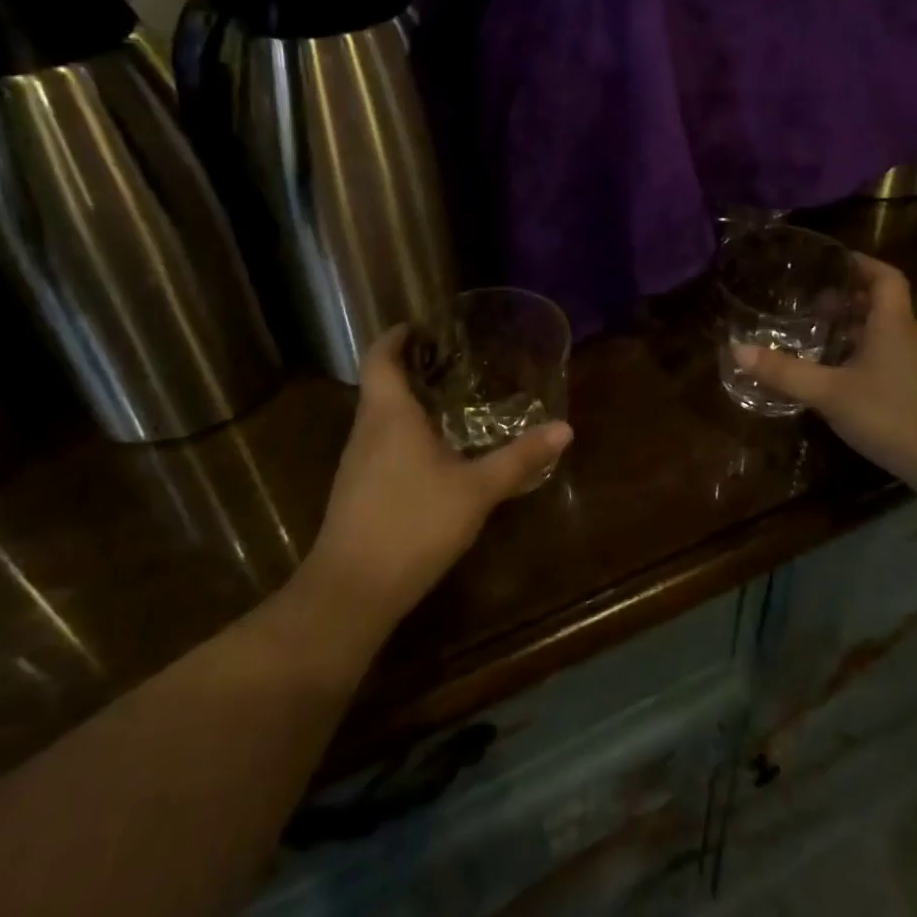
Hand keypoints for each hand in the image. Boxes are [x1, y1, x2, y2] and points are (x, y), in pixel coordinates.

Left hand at [302, 327, 572, 636]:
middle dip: (409, 368)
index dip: (395, 337)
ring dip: (405, 402)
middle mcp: (365, 431)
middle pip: (379, 385)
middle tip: (449, 361)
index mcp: (389, 415)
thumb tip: (565, 429)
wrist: (352, 591)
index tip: (418, 325)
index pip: (380, 358)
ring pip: (378, 418)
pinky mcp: (354, 492)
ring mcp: (355, 464)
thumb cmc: (413, 523)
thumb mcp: (476, 490)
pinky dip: (401, 434)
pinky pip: (378, 446)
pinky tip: (430, 455)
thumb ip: (519, 458)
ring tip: (445, 401)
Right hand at [734, 254, 916, 495]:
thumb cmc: (893, 415)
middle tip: (815, 303)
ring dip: (858, 329)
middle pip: (885, 304)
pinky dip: (867, 356)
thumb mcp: (830, 393)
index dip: (862, 264)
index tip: (834, 261)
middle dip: (851, 298)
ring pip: (888, 334)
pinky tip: (845, 380)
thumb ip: (785, 372)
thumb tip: (738, 349)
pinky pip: (892, 360)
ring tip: (823, 338)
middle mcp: (910, 337)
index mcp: (892, 324)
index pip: (886, 277)